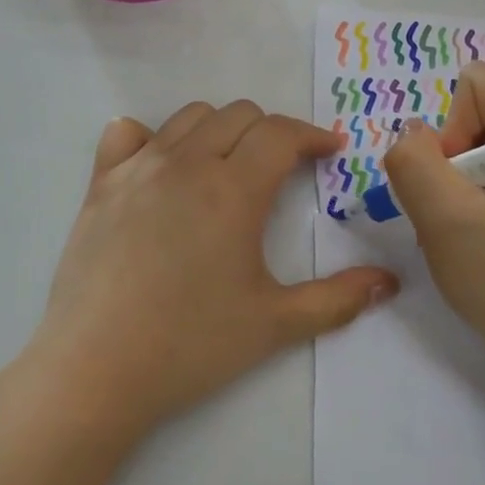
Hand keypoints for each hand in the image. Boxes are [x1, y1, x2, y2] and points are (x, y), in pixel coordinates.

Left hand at [28, 101, 398, 440]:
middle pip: (238, 115)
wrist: (96, 369)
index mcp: (233, 189)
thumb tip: (388, 282)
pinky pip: (126, 134)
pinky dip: (152, 138)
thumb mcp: (275, 324)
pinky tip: (161, 167)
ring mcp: (137, 169)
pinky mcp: (100, 185)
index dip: (313, 136)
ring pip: (189, 117)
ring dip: (220, 129)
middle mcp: (186, 163)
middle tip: (283, 168)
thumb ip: (338, 299)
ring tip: (228, 166)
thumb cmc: (191, 345)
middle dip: (271, 132)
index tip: (330, 152)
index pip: (281, 134)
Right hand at [383, 62, 484, 393]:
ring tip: (474, 233)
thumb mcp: (447, 221)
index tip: (462, 192)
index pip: (475, 87)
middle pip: (477, 113)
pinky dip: (476, 200)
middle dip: (454, 164)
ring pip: (479, 144)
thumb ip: (413, 162)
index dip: (451, 135)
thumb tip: (411, 134)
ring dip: (460, 187)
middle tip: (465, 218)